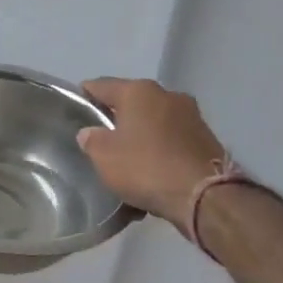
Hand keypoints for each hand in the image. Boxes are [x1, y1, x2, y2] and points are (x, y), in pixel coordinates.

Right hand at [77, 78, 228, 225]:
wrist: (206, 197)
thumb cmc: (147, 168)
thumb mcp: (104, 156)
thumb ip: (91, 139)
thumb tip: (91, 132)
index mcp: (138, 91)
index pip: (100, 85)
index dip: (84, 98)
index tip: (75, 113)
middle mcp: (167, 95)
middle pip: (131, 104)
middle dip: (116, 121)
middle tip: (102, 143)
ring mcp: (191, 116)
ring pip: (153, 124)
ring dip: (141, 139)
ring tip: (129, 164)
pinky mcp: (207, 139)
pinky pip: (172, 142)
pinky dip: (160, 153)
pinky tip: (152, 176)